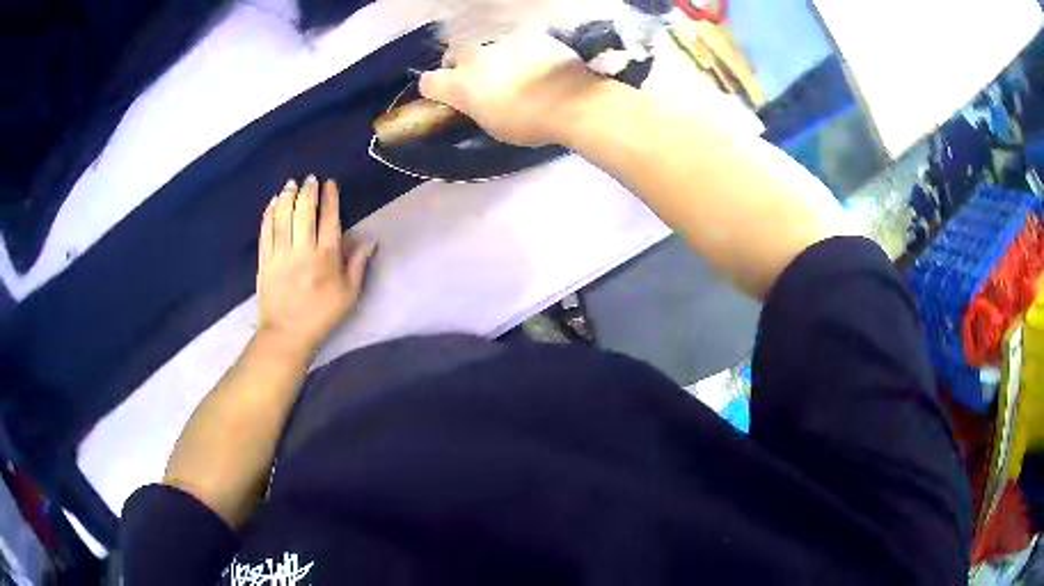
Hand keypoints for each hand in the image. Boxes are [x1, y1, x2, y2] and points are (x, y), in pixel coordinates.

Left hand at [257, 175, 374, 353]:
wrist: (286, 335)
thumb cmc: (321, 315)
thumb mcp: (348, 295)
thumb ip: (357, 264)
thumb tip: (369, 239)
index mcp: (326, 257)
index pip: (329, 219)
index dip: (330, 198)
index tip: (329, 183)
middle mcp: (302, 250)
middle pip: (304, 212)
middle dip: (307, 191)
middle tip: (309, 179)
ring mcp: (280, 254)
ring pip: (283, 217)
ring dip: (287, 197)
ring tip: (290, 184)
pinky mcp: (265, 260)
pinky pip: (266, 231)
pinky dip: (269, 214)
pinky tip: (273, 203)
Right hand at [419, 30, 602, 146]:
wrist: (572, 102)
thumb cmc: (530, 124)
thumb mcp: (493, 125)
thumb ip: (475, 106)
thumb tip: (474, 99)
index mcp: (461, 86)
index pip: (428, 82)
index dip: (436, 89)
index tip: (447, 95)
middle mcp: (474, 58)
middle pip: (455, 55)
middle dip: (461, 65)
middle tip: (481, 79)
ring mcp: (502, 42)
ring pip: (488, 46)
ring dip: (494, 57)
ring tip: (515, 71)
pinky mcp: (528, 34)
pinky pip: (518, 41)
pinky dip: (522, 51)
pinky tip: (538, 63)